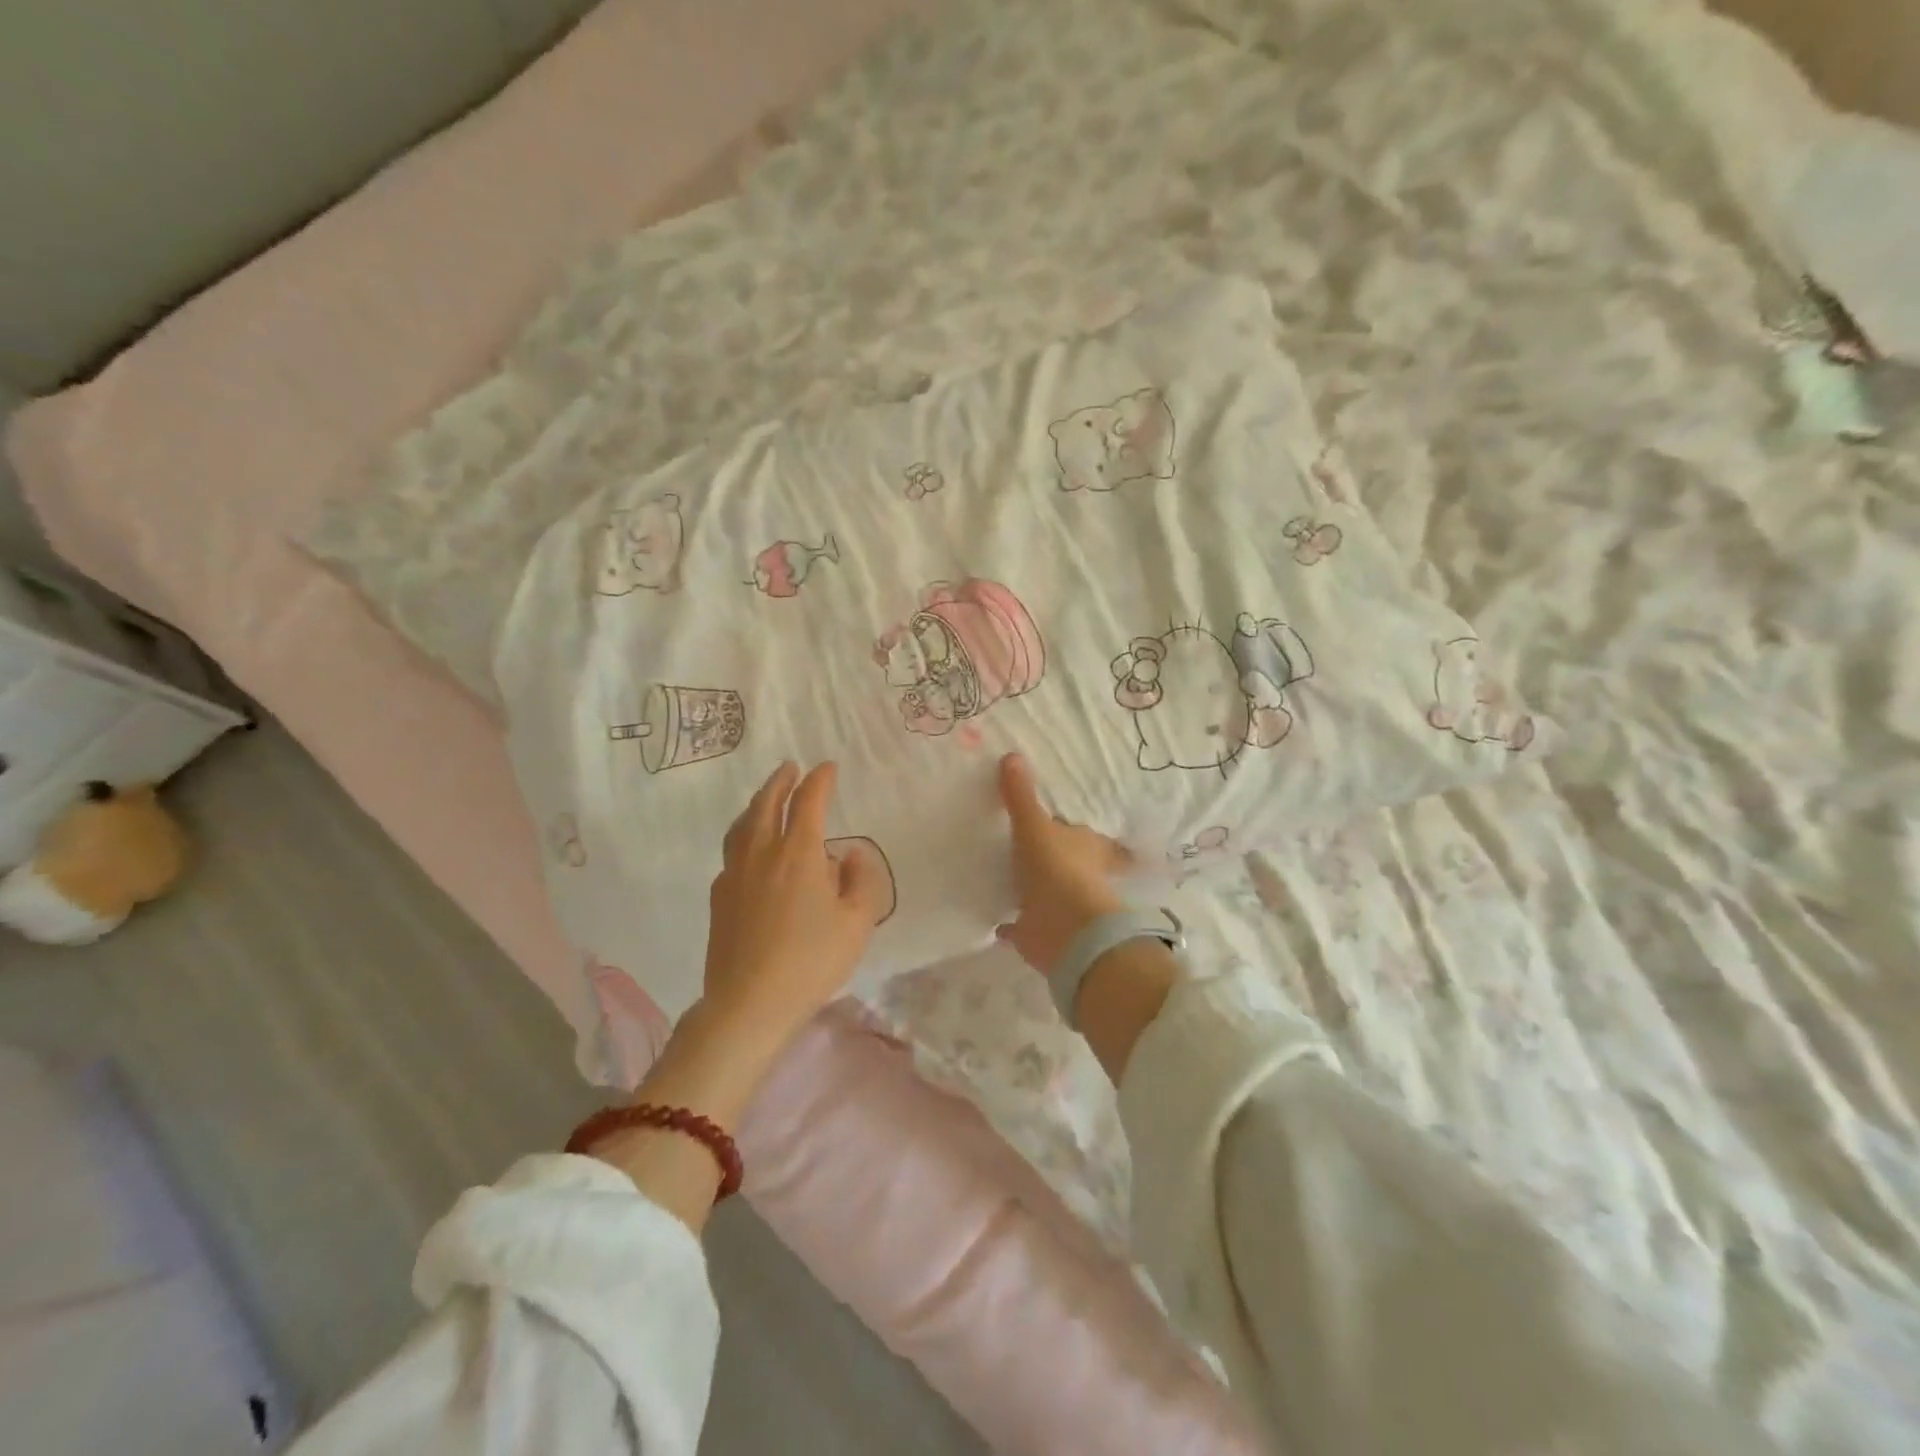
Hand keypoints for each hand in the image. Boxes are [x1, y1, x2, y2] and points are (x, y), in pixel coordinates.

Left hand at [701, 761, 888, 1048]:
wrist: (749, 1003)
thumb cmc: (811, 961)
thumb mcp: (857, 923)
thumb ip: (860, 882)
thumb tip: (846, 856)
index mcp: (798, 853)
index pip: (808, 802)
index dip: (819, 780)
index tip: (828, 767)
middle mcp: (762, 853)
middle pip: (766, 804)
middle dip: (780, 782)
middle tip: (790, 768)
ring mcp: (734, 874)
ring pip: (742, 825)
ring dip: (756, 804)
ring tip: (766, 799)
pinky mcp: (719, 897)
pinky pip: (732, 852)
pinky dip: (744, 836)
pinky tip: (751, 850)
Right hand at [994, 753, 1129, 973]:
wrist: (1063, 930)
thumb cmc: (1056, 869)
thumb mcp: (1034, 826)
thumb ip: (1021, 796)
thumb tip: (1012, 755)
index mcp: (1086, 847)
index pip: (1082, 833)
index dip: (1072, 829)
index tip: (1059, 825)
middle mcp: (1079, 875)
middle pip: (1064, 863)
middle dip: (1050, 858)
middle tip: (1026, 848)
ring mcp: (1061, 907)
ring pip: (1045, 893)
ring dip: (1030, 889)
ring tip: (1006, 878)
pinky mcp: (1040, 932)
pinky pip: (1021, 926)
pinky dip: (1010, 924)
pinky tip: (995, 921)